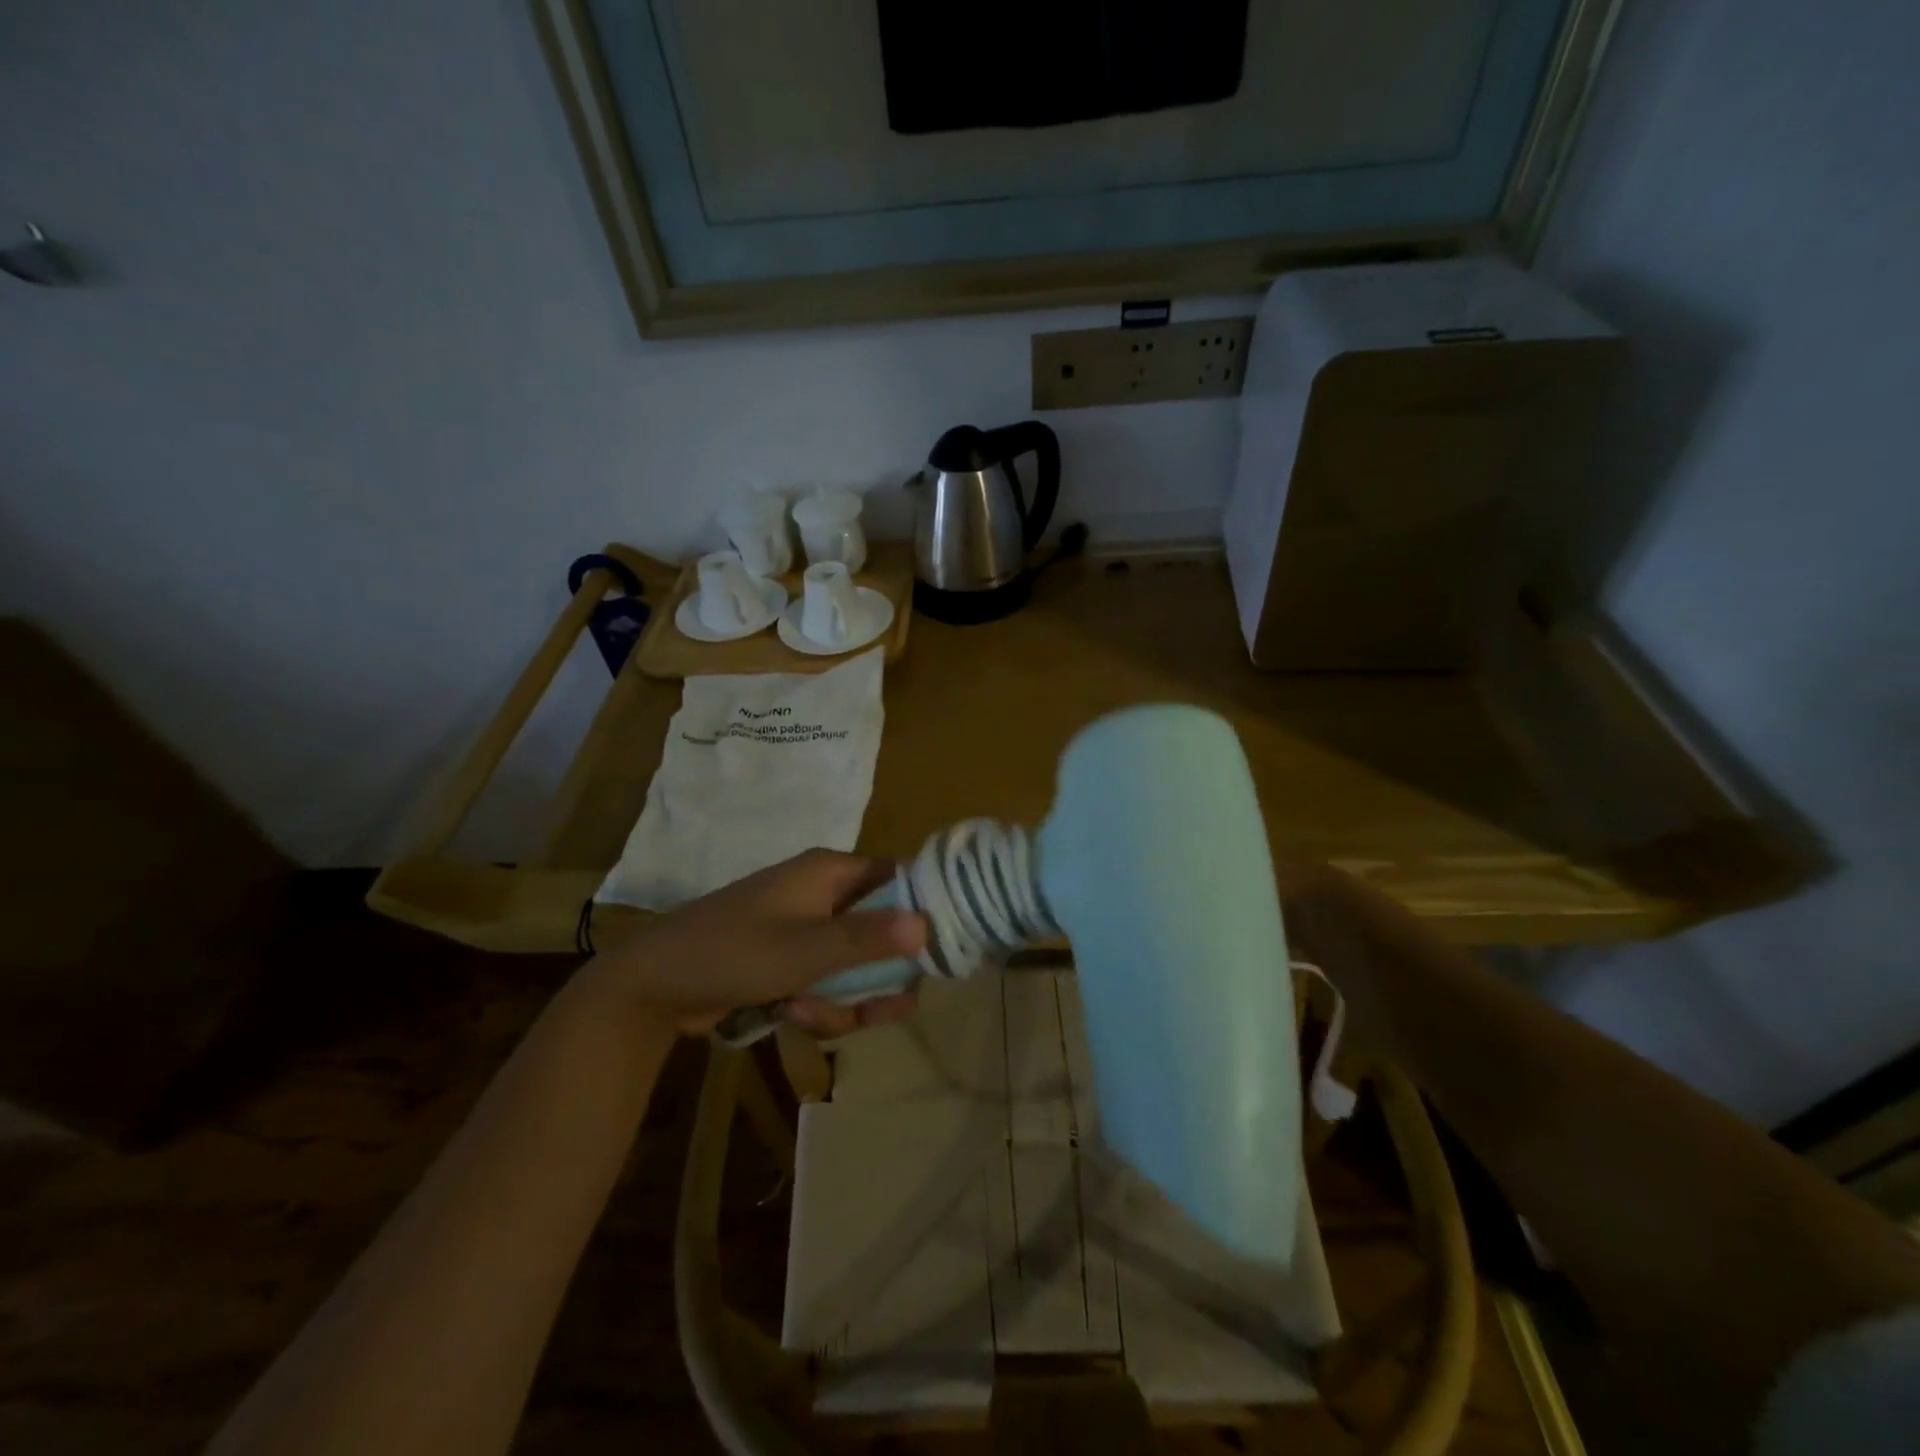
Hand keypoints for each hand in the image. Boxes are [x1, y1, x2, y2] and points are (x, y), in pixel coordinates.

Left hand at [579, 849, 929, 1036]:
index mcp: (830, 872)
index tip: (939, 954)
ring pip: (856, 964)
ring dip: (845, 998)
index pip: (897, 879)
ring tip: (811, 1015)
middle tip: (885, 1008)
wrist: (653, 986)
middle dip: (878, 976)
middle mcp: (823, 893)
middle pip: (881, 930)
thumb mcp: (804, 951)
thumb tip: (928, 924)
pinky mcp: (789, 959)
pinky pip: (828, 980)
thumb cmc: (732, 953)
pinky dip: (820, 1003)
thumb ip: (867, 939)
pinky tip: (794, 1017)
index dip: (922, 912)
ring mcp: (805, 928)